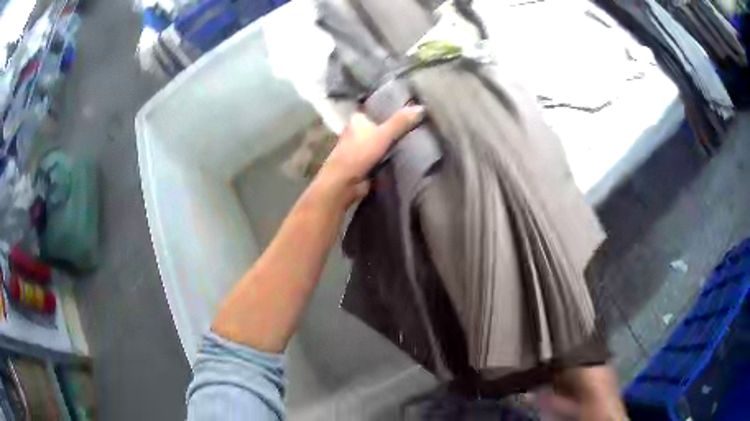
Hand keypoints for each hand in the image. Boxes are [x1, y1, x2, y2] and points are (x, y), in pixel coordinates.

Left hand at [315, 105, 424, 205]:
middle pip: (378, 127)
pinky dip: (388, 157)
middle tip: (415, 127)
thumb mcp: (384, 134)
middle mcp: (355, 131)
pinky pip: (379, 156)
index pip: (375, 110)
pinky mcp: (362, 164)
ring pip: (379, 142)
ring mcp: (358, 149)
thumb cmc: (360, 153)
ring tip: (414, 141)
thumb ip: (401, 121)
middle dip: (392, 128)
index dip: (390, 110)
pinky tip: (404, 157)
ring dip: (391, 144)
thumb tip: (421, 107)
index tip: (408, 112)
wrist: (344, 183)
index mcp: (356, 119)